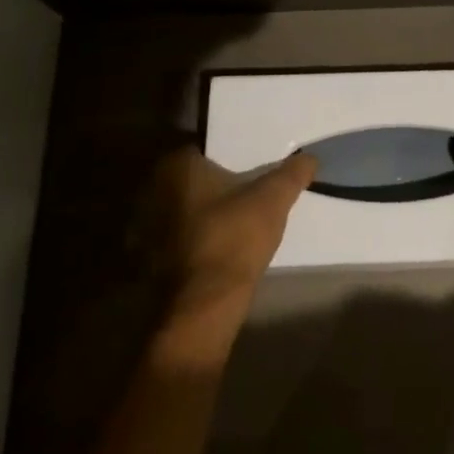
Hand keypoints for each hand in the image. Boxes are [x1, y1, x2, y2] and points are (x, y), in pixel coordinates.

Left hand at [142, 147, 317, 348]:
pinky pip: (173, 239)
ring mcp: (144, 227)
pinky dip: (190, 241)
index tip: (247, 169)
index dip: (228, 158)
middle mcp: (151, 190)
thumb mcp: (274, 200)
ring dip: (199, 214)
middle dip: (212, 186)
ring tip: (231, 223)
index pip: (204, 150)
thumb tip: (309, 158)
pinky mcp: (145, 259)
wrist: (203, 304)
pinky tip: (214, 249)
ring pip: (180, 210)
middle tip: (243, 194)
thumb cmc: (234, 238)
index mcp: (176, 166)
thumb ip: (292, 174)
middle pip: (190, 180)